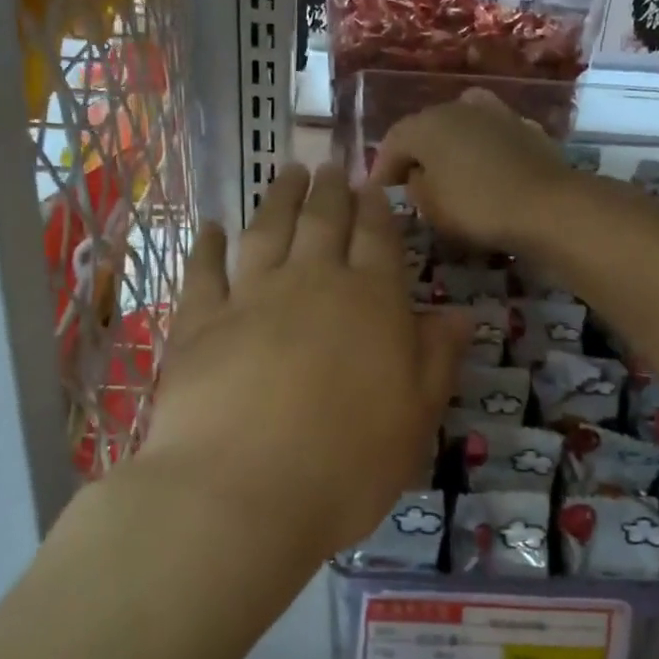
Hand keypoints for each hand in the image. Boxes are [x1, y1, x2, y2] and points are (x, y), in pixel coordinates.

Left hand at [141, 165, 471, 560]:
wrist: (241, 493)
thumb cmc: (347, 463)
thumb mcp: (416, 418)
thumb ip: (437, 359)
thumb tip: (460, 314)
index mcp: (371, 302)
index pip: (378, 239)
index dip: (377, 209)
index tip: (373, 185)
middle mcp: (312, 282)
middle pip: (323, 221)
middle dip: (330, 190)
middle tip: (330, 165)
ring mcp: (250, 297)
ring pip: (268, 231)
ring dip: (279, 198)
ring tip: (286, 172)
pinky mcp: (198, 322)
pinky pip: (204, 271)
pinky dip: (208, 245)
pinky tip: (212, 227)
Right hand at [370, 88, 578, 254]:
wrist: (548, 206)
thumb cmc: (477, 207)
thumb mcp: (431, 207)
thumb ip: (414, 187)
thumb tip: (417, 176)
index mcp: (426, 124)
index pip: (393, 141)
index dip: (382, 167)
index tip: (378, 192)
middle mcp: (457, 108)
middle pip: (427, 128)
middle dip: (415, 153)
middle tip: (409, 181)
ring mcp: (496, 113)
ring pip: (461, 126)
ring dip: (450, 146)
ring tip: (448, 172)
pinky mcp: (525, 128)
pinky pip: (490, 136)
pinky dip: (481, 150)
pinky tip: (484, 169)